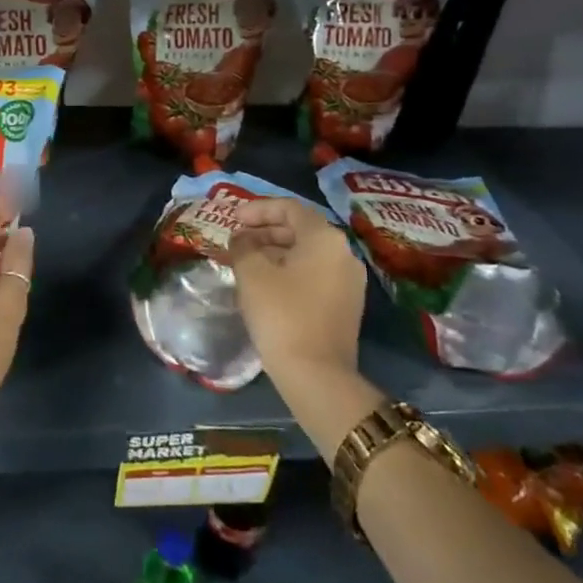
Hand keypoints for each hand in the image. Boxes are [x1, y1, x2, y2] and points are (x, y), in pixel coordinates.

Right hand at [230, 198, 367, 382]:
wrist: (316, 374)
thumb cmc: (281, 313)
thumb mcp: (252, 273)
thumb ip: (243, 246)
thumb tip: (242, 239)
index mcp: (324, 238)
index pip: (289, 208)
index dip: (258, 209)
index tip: (233, 219)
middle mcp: (343, 253)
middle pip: (300, 229)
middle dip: (265, 231)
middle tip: (236, 241)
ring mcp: (349, 281)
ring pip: (307, 253)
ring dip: (274, 251)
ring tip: (245, 262)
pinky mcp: (345, 305)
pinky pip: (314, 274)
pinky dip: (288, 270)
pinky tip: (265, 284)